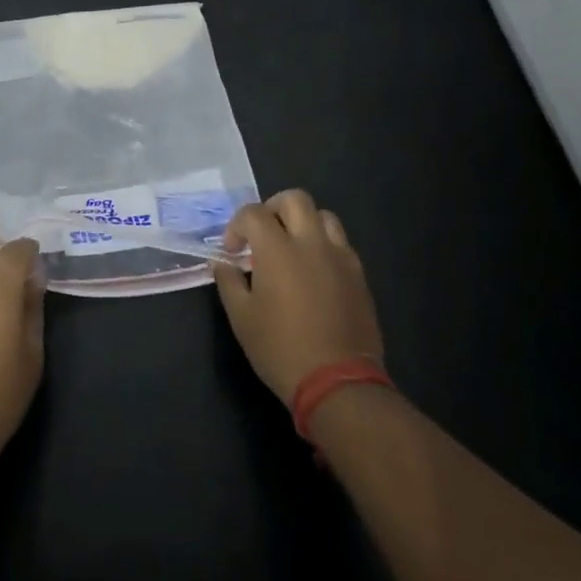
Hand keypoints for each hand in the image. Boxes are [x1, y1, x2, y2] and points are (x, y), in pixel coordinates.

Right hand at [214, 191, 383, 405]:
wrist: (337, 381)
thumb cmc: (280, 348)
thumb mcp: (241, 318)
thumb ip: (229, 281)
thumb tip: (222, 262)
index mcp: (278, 250)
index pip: (253, 213)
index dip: (236, 226)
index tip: (232, 250)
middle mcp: (312, 243)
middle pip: (295, 199)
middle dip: (272, 208)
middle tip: (261, 235)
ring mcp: (340, 257)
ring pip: (324, 216)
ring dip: (303, 223)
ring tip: (290, 248)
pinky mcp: (358, 275)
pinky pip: (340, 243)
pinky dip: (322, 245)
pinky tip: (313, 272)